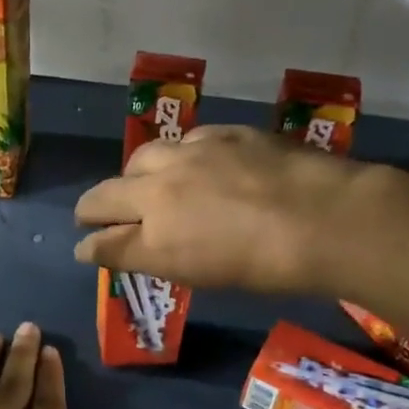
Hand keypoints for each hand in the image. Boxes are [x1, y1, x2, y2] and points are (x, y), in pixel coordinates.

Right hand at [73, 125, 376, 294]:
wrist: (324, 217)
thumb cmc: (266, 266)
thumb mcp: (200, 275)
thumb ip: (149, 257)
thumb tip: (107, 249)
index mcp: (155, 235)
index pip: (104, 242)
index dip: (89, 247)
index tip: (84, 248)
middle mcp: (160, 190)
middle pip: (106, 194)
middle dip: (92, 206)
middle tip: (91, 213)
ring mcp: (190, 155)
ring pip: (143, 158)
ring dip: (135, 175)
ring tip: (146, 184)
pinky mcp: (223, 133)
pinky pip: (188, 142)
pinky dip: (182, 157)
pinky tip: (199, 164)